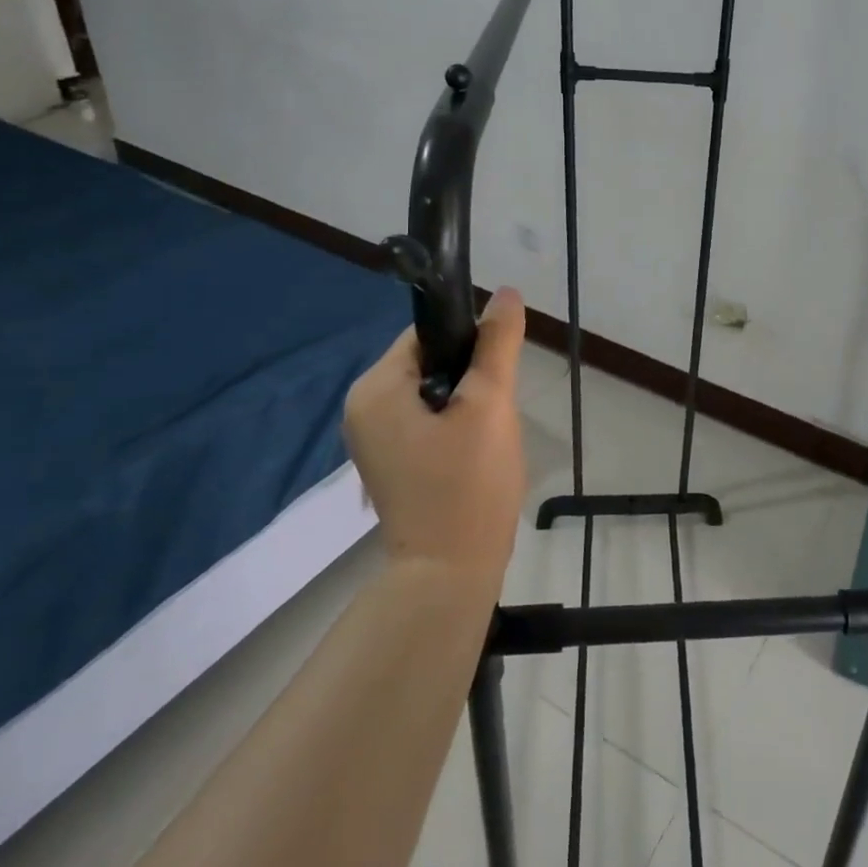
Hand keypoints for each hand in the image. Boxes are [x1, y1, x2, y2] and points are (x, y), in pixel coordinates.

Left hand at [343, 288, 527, 576]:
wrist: (449, 573)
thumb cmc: (468, 485)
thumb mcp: (490, 405)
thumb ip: (498, 344)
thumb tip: (505, 293)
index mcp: (375, 388)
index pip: (426, 334)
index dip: (469, 343)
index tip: (497, 373)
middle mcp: (362, 408)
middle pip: (428, 362)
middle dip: (469, 378)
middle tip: (495, 412)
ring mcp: (372, 439)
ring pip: (431, 393)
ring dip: (466, 403)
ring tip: (487, 436)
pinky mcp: (389, 462)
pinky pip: (425, 421)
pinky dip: (453, 426)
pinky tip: (474, 453)